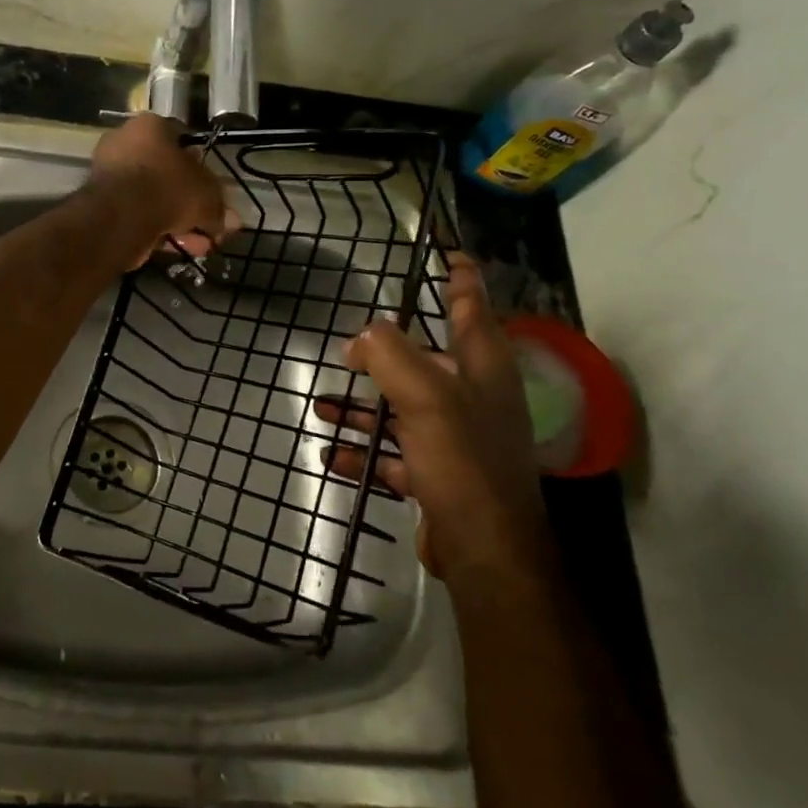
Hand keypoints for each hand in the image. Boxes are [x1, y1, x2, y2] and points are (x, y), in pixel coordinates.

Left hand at [87, 113, 235, 267]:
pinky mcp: (101, 204)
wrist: (121, 217)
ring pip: (153, 198)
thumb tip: (230, 222)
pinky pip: (138, 214)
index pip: (182, 138)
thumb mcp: (207, 195)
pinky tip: (179, 248)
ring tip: (199, 245)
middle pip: (167, 173)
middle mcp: (125, 143)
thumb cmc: (168, 188)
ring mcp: (110, 175)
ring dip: (178, 222)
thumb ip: (219, 207)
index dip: (202, 165)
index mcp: (149, 126)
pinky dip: (158, 230)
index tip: (213, 188)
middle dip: (191, 203)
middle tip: (209, 225)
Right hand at [316, 253, 549, 586]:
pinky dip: (364, 451)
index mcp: (483, 369)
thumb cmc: (463, 460)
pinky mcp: (439, 476)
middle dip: (387, 354)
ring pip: (403, 409)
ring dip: (363, 407)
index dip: (462, 280)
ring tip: (322, 402)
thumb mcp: (425, 396)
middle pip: (428, 361)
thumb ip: (390, 354)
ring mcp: (457, 439)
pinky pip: (394, 454)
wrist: (485, 551)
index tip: (449, 256)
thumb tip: (362, 337)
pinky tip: (331, 452)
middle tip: (351, 347)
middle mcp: (474, 399)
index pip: (472, 309)